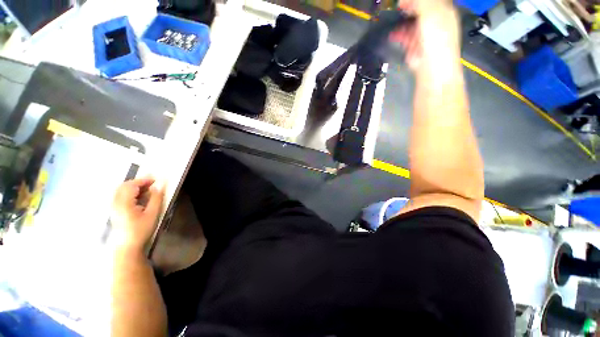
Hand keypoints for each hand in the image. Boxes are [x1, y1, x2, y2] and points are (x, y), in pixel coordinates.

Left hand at [110, 177, 164, 251]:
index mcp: (124, 203)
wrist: (127, 246)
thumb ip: (156, 198)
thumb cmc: (141, 230)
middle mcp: (115, 202)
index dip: (144, 180)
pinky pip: (120, 196)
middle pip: (124, 186)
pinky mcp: (114, 210)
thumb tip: (160, 185)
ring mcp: (113, 206)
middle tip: (152, 184)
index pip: (132, 185)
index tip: (156, 180)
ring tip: (148, 190)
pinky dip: (130, 193)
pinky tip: (139, 198)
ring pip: (121, 190)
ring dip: (134, 187)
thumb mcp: (152, 214)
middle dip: (139, 182)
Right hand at [390, 0, 460, 73]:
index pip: (430, 0)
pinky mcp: (414, 47)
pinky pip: (406, 37)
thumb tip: (407, 0)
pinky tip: (393, 34)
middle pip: (420, 11)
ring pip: (411, 24)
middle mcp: (435, 22)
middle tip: (398, 9)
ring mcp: (424, 35)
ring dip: (402, 22)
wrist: (431, 66)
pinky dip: (399, 35)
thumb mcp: (431, 13)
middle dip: (409, 9)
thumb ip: (421, 2)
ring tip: (393, 22)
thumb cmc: (436, 38)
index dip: (417, 0)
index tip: (403, 0)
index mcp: (443, 11)